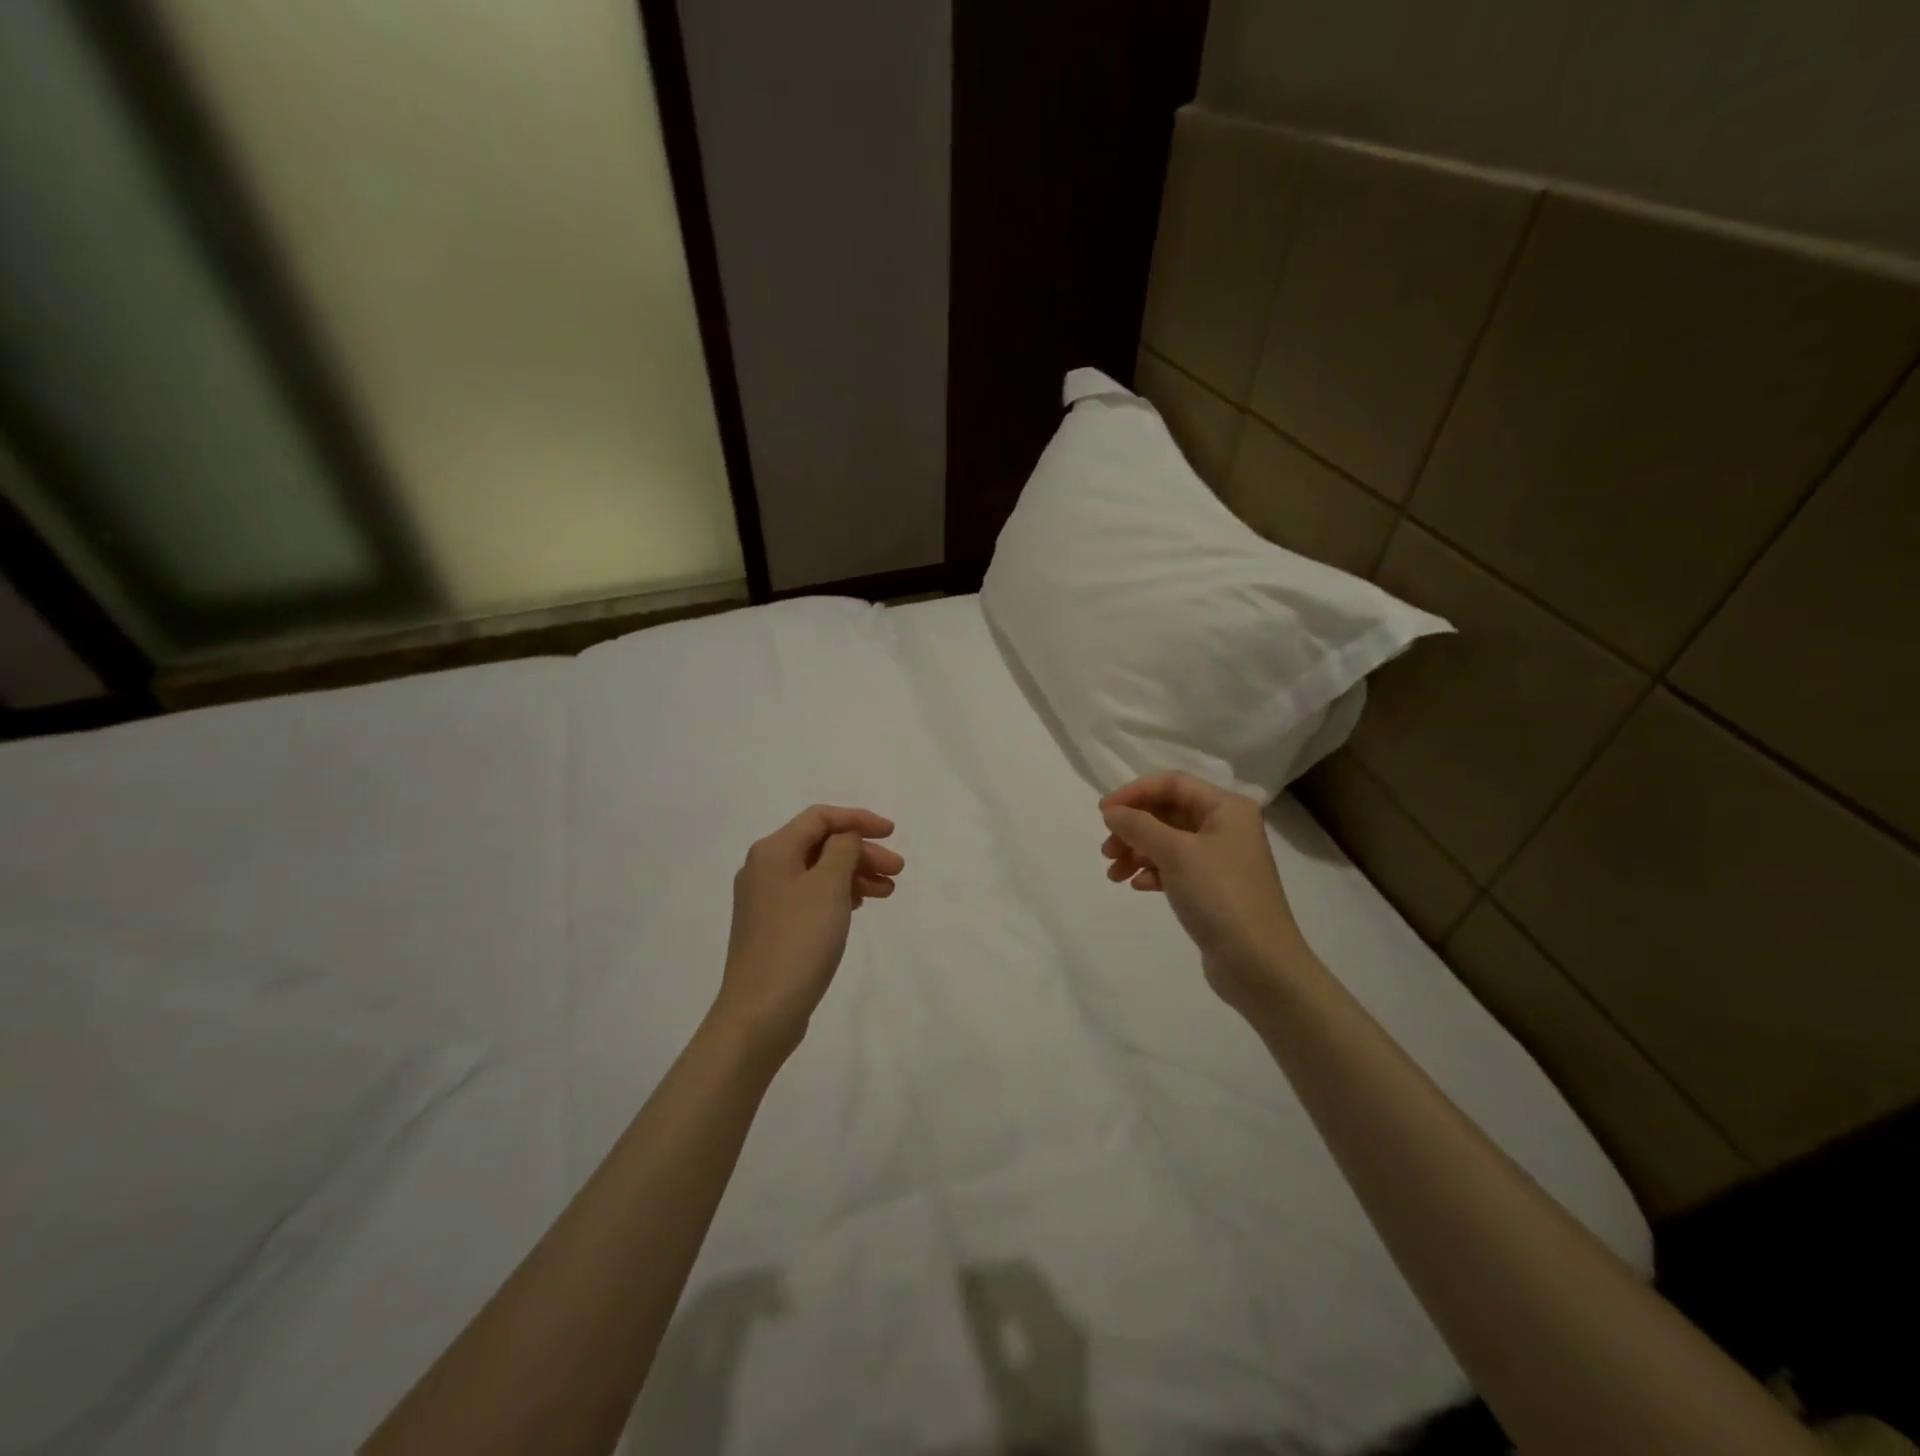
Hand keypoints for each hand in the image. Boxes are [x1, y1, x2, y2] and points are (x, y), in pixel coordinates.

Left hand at [713, 805, 903, 1061]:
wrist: (760, 1012)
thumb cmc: (798, 941)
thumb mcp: (828, 886)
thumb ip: (843, 850)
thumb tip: (845, 838)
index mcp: (773, 851)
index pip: (820, 818)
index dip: (858, 819)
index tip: (892, 833)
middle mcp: (764, 869)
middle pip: (820, 845)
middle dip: (861, 852)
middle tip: (897, 871)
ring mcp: (766, 900)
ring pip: (818, 872)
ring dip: (854, 875)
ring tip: (887, 892)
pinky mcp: (773, 928)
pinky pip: (811, 896)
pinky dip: (838, 895)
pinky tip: (858, 906)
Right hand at [1100, 773, 1304, 1013]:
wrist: (1259, 964)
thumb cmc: (1220, 896)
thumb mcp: (1176, 853)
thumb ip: (1139, 826)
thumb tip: (1111, 811)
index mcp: (1227, 808)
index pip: (1172, 784)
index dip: (1134, 794)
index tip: (1103, 813)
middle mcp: (1227, 827)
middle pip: (1168, 813)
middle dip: (1134, 828)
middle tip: (1107, 851)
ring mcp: (1221, 859)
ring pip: (1168, 842)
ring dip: (1138, 852)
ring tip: (1114, 874)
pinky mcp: (1214, 888)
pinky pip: (1176, 868)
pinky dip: (1154, 872)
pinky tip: (1139, 887)